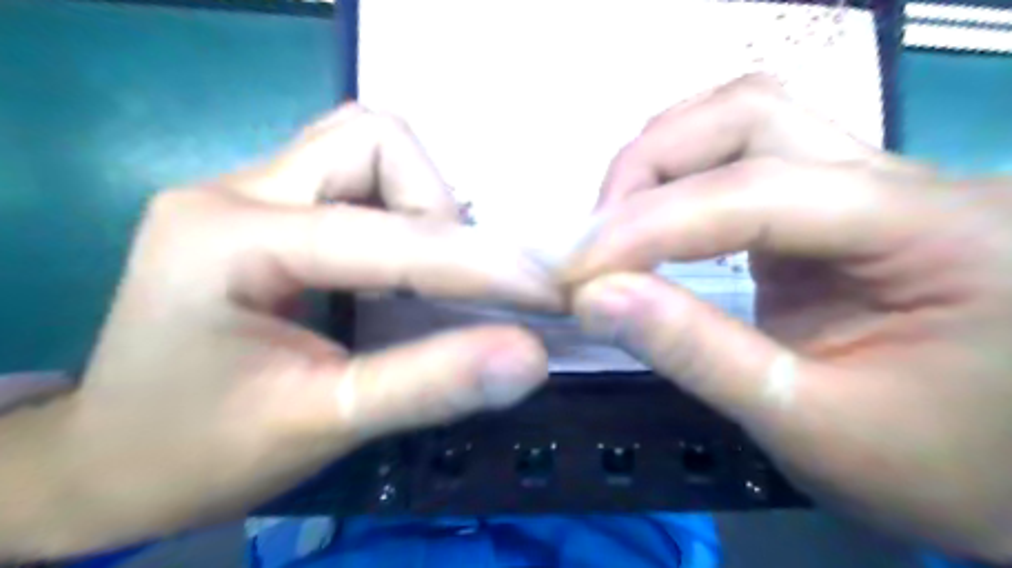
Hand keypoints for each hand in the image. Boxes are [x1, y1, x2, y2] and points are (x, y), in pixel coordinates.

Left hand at [2, 105, 552, 558]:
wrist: (112, 459)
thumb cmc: (197, 452)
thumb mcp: (320, 423)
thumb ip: (429, 386)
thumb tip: (530, 358)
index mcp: (228, 240)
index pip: (387, 237)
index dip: (479, 265)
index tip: (544, 294)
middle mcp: (235, 190)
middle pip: (372, 141)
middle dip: (437, 208)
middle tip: (451, 280)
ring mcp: (249, 192)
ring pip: (368, 147)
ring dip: (422, 206)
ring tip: (430, 273)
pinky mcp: (268, 210)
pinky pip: (359, 179)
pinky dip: (403, 214)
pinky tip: (404, 266)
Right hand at [566, 73, 1011, 564]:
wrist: (1004, 473)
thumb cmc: (935, 467)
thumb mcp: (809, 425)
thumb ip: (696, 354)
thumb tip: (595, 299)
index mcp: (929, 230)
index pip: (752, 196)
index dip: (644, 230)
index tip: (572, 276)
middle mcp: (899, 179)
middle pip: (748, 114)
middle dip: (648, 170)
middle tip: (595, 242)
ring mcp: (862, 184)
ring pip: (743, 120)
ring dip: (661, 163)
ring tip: (615, 228)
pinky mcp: (829, 207)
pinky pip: (742, 158)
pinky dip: (679, 181)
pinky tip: (653, 225)